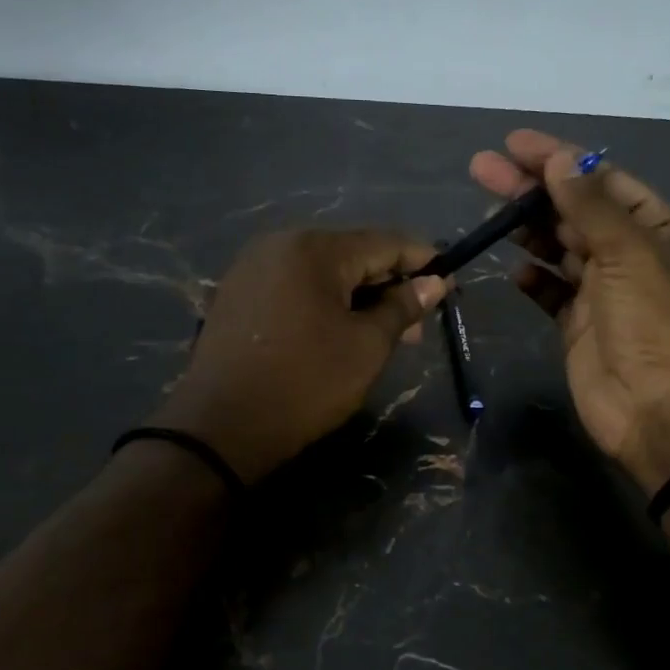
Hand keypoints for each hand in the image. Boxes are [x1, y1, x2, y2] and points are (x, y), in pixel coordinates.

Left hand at [151, 229, 446, 483]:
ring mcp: (252, 267)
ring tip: (383, 334)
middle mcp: (280, 243)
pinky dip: (324, 301)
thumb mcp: (366, 347)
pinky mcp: (237, 293)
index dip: (422, 260)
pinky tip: (339, 331)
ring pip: (322, 271)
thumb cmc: (305, 384)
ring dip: (357, 296)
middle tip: (416, 324)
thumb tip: (434, 282)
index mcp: (314, 249)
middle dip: (388, 284)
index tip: (449, 281)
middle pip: (351, 254)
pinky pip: (294, 285)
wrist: (220, 428)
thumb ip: (402, 307)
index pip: (384, 242)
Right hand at [469, 130, 669, 492]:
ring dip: (526, 228)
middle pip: (574, 210)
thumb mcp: (630, 255)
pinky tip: (514, 268)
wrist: (666, 414)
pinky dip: (533, 279)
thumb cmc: (657, 324)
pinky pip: (551, 293)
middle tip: (482, 168)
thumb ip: (590, 207)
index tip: (515, 143)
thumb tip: (560, 159)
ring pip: (558, 248)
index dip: (561, 159)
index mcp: (655, 229)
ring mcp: (602, 293)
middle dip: (531, 188)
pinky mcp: (578, 327)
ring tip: (487, 209)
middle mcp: (629, 255)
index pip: (602, 180)